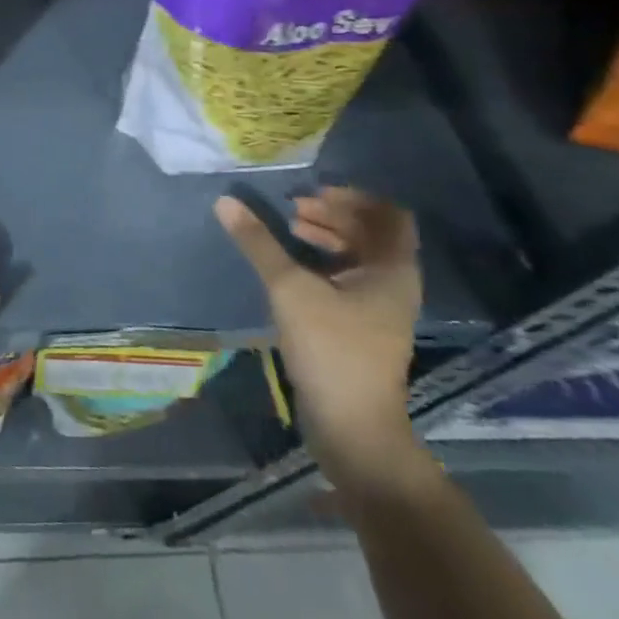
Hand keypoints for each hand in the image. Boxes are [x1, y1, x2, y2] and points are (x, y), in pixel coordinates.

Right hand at [216, 188, 425, 491]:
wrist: (352, 427)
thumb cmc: (332, 349)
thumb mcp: (290, 289)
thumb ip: (259, 243)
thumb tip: (225, 201)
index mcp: (392, 270)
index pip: (390, 215)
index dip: (355, 197)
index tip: (314, 191)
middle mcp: (393, 284)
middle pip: (372, 233)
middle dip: (334, 214)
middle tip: (293, 206)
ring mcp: (379, 308)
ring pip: (358, 256)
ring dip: (327, 236)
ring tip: (289, 227)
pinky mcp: (360, 326)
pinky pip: (346, 278)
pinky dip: (322, 262)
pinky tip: (292, 264)